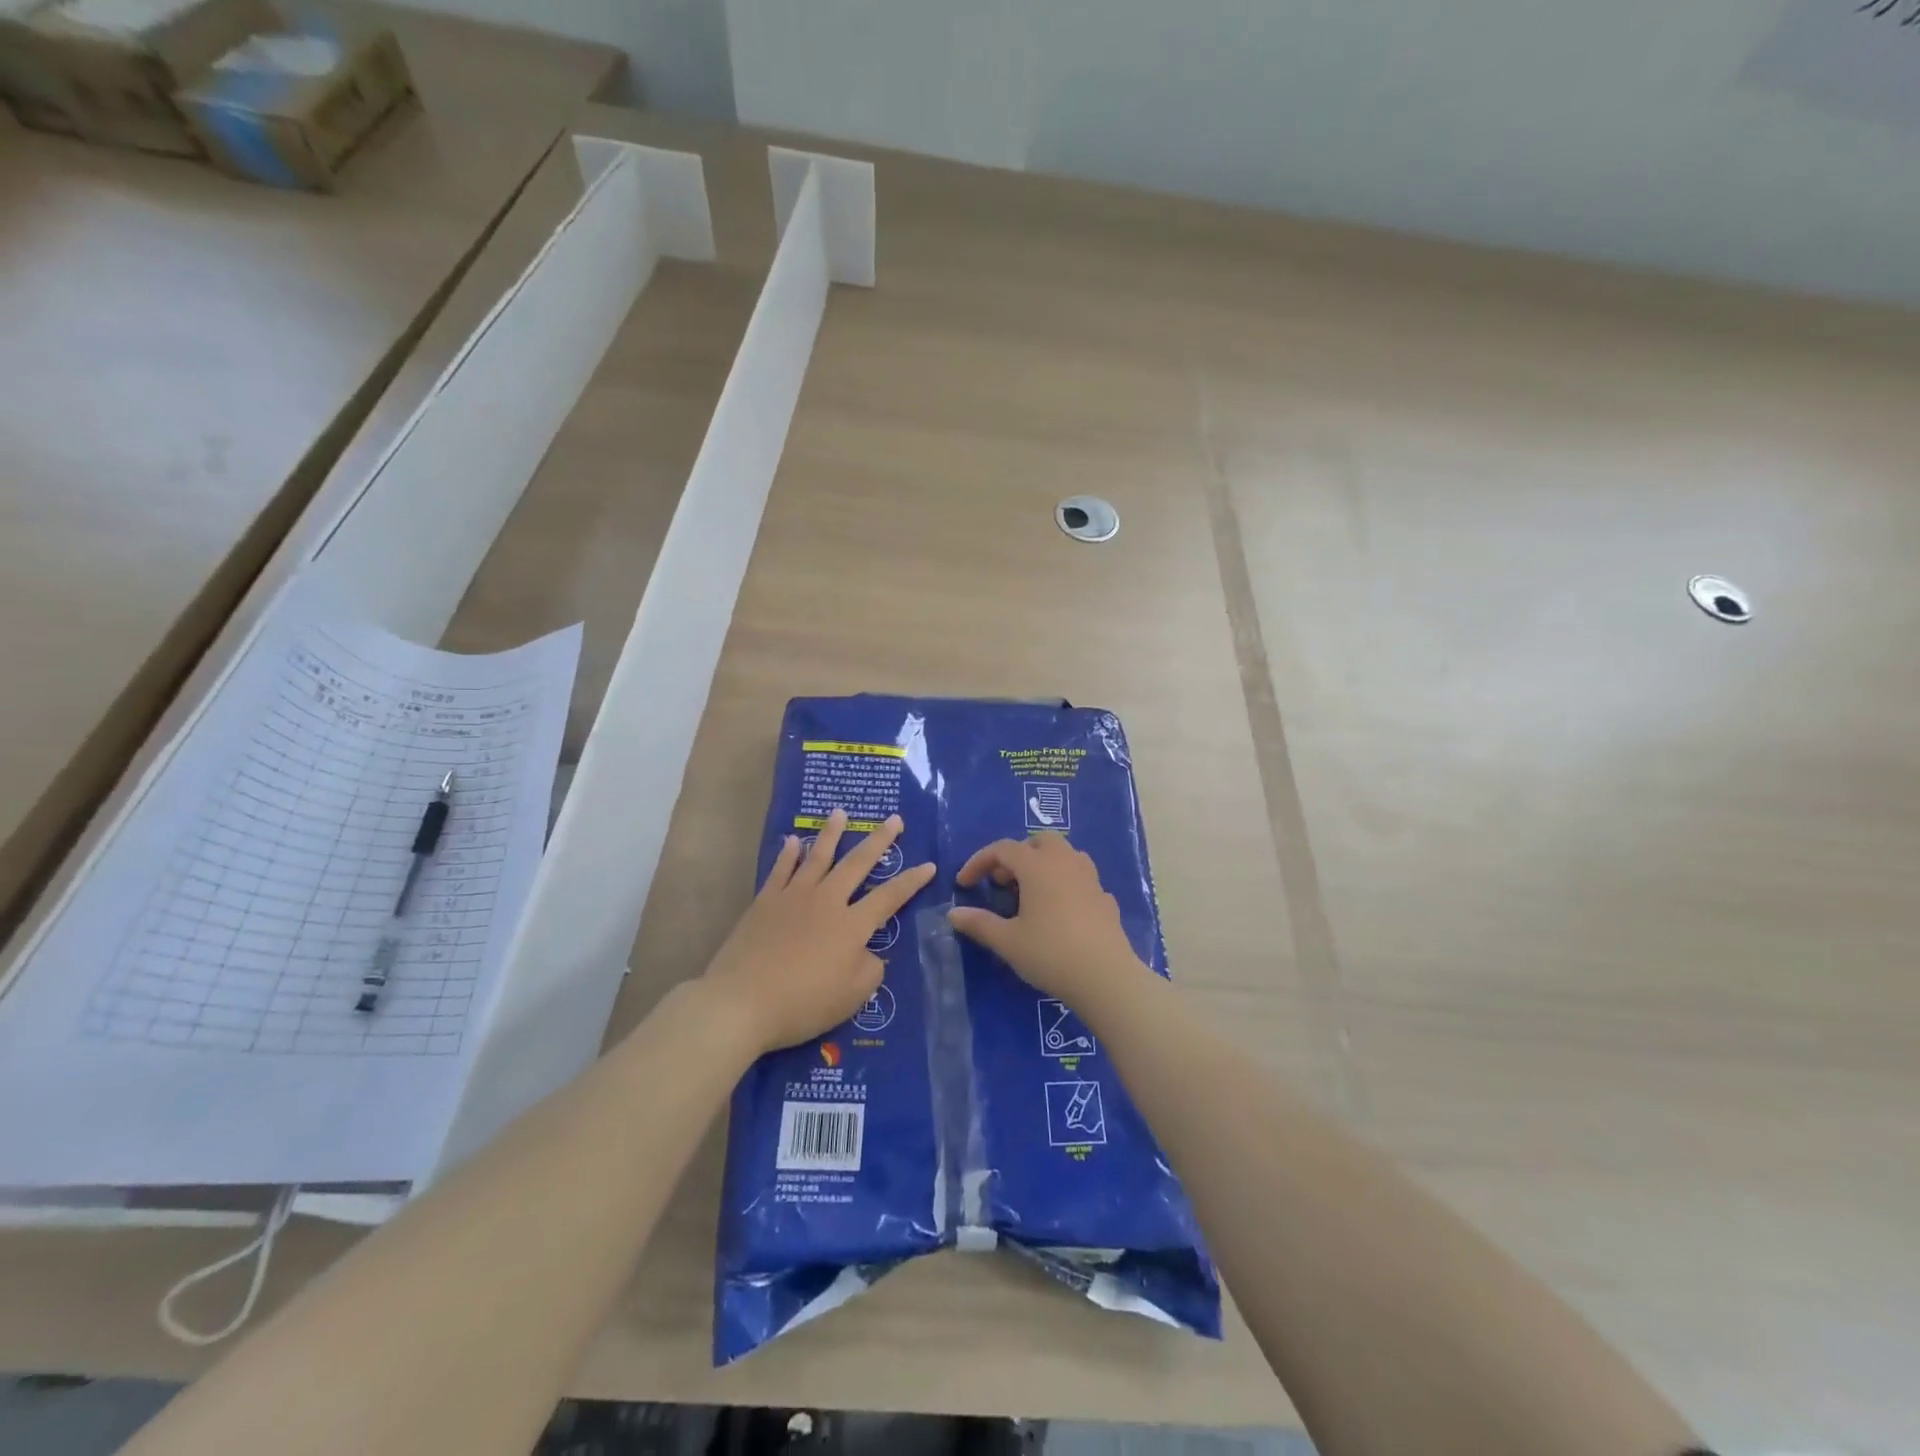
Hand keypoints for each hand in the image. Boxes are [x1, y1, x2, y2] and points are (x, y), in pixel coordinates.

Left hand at [702, 810, 934, 1055]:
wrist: (741, 1002)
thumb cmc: (803, 1003)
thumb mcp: (852, 997)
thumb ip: (870, 969)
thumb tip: (869, 952)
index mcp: (852, 925)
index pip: (890, 897)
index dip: (911, 881)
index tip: (928, 865)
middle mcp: (827, 901)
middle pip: (857, 863)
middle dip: (879, 840)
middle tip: (894, 819)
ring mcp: (793, 897)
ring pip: (818, 857)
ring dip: (831, 833)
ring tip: (840, 812)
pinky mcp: (765, 902)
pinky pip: (781, 870)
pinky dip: (788, 854)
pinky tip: (793, 840)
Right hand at [948, 832, 1148, 1012]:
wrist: (1106, 977)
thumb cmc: (1050, 953)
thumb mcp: (1008, 941)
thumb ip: (979, 924)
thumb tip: (953, 914)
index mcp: (1037, 866)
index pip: (1002, 849)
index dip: (979, 862)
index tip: (964, 883)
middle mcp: (1065, 862)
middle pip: (1039, 841)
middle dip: (1017, 854)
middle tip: (1002, 881)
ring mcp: (1090, 878)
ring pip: (1065, 854)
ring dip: (1044, 864)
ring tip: (1031, 891)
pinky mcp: (1105, 898)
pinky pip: (1082, 879)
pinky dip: (1065, 884)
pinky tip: (1060, 911)